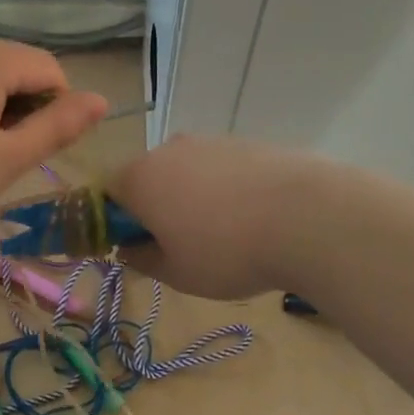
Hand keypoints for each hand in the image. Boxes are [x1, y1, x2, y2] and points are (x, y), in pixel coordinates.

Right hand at [109, 136, 312, 298]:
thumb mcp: (176, 273)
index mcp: (139, 178)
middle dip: (156, 208)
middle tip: (181, 247)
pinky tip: (253, 219)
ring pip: (187, 172)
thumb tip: (130, 248)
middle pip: (148, 177)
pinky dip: (227, 190)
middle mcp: (169, 149)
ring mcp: (211, 141)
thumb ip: (142, 260)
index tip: (139, 249)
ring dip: (193, 199)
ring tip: (225, 236)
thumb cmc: (226, 251)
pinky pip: (222, 169)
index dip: (116, 222)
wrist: (306, 217)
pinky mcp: (248, 142)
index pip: (107, 193)